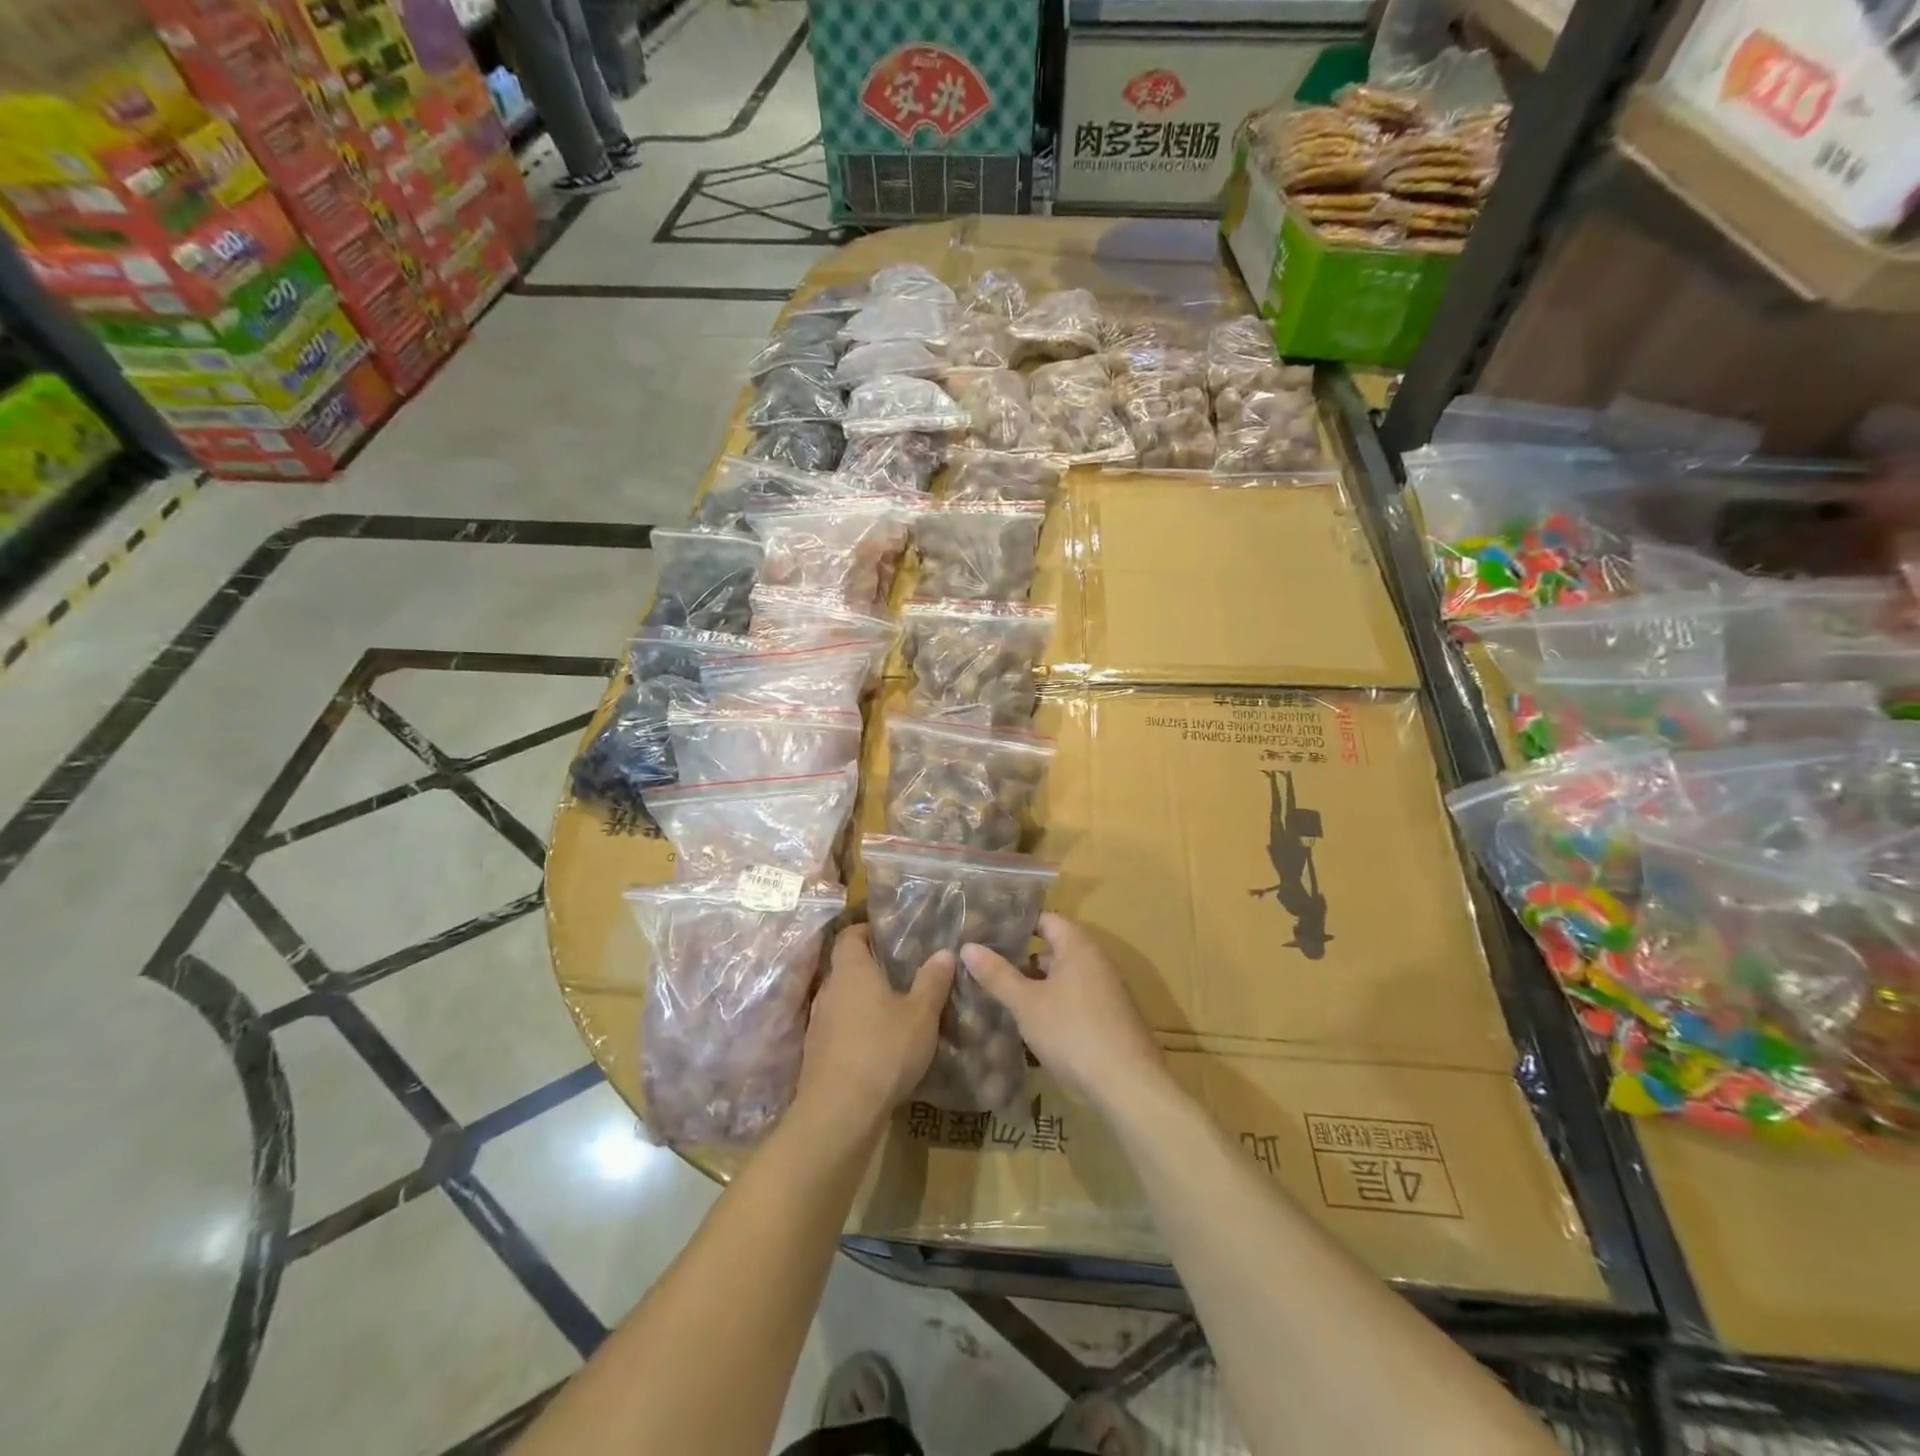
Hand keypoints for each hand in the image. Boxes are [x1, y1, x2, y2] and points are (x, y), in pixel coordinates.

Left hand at [795, 925, 953, 1137]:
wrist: (839, 1114)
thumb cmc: (883, 1050)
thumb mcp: (921, 1014)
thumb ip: (932, 981)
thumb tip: (944, 952)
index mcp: (851, 969)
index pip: (850, 934)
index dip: (867, 930)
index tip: (890, 934)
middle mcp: (829, 990)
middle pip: (846, 967)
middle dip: (871, 967)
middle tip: (902, 971)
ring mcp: (818, 1023)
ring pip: (842, 999)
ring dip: (863, 1001)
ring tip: (894, 1007)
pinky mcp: (817, 1054)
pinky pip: (839, 1028)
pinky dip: (856, 1029)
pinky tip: (879, 1044)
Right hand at [961, 914, 1161, 1107]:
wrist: (1127, 1085)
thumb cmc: (1072, 1032)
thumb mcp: (1026, 1004)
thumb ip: (997, 974)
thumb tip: (967, 946)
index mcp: (1078, 946)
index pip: (1045, 920)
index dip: (1016, 924)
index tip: (987, 932)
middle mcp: (1096, 961)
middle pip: (1054, 949)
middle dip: (1021, 959)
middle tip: (987, 967)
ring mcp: (1107, 990)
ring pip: (1063, 978)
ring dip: (1036, 986)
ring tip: (1002, 996)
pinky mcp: (1110, 1018)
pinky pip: (1075, 1000)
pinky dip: (1053, 1005)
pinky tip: (1032, 1025)